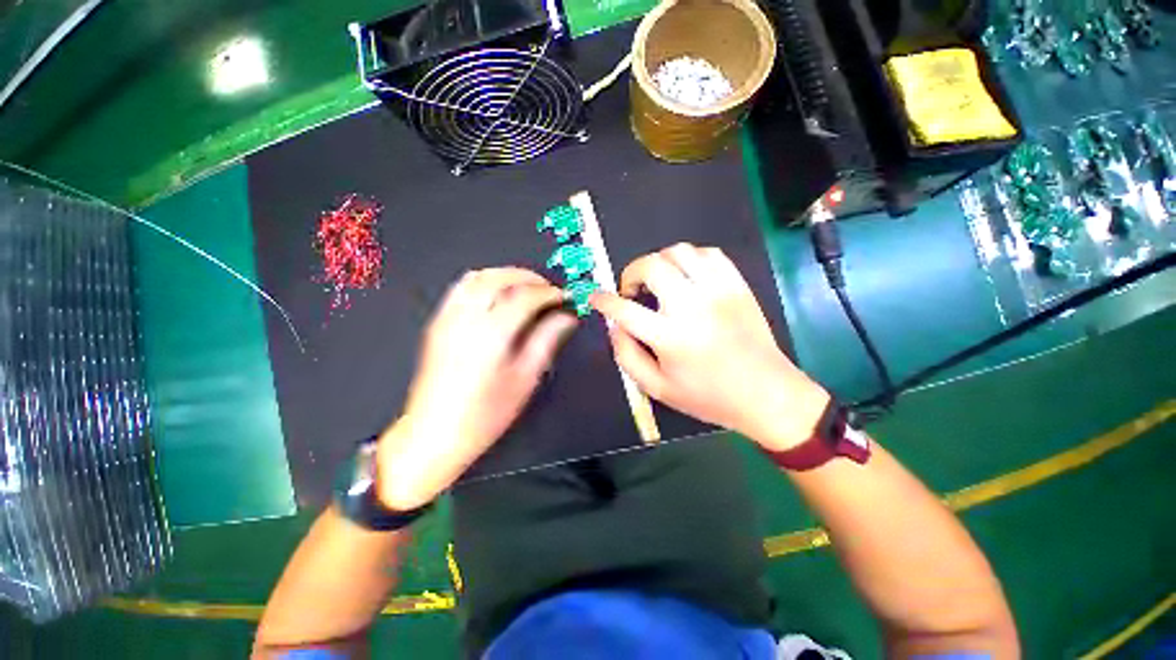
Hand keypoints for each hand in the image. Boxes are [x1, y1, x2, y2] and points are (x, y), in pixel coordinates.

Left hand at [377, 268, 576, 509]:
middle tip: (548, 289)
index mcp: (491, 334)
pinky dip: (485, 282)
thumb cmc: (484, 415)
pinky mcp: (438, 323)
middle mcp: (466, 319)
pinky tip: (499, 296)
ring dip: (505, 275)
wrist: (433, 434)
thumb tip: (566, 318)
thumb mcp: (524, 379)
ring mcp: (448, 318)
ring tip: (526, 288)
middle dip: (528, 277)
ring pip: (478, 277)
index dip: (549, 293)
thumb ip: (546, 341)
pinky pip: (462, 288)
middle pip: (499, 278)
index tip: (564, 297)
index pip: (525, 297)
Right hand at [590, 243, 828, 451]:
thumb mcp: (657, 388)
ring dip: (660, 262)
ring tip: (659, 283)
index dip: (603, 301)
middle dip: (631, 272)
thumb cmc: (708, 397)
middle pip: (652, 266)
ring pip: (680, 251)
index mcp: (670, 337)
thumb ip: (627, 356)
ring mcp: (718, 291)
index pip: (624, 310)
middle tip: (632, 291)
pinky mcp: (738, 285)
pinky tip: (687, 277)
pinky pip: (710, 254)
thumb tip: (614, 326)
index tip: (597, 298)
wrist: (767, 394)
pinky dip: (690, 259)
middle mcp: (692, 306)